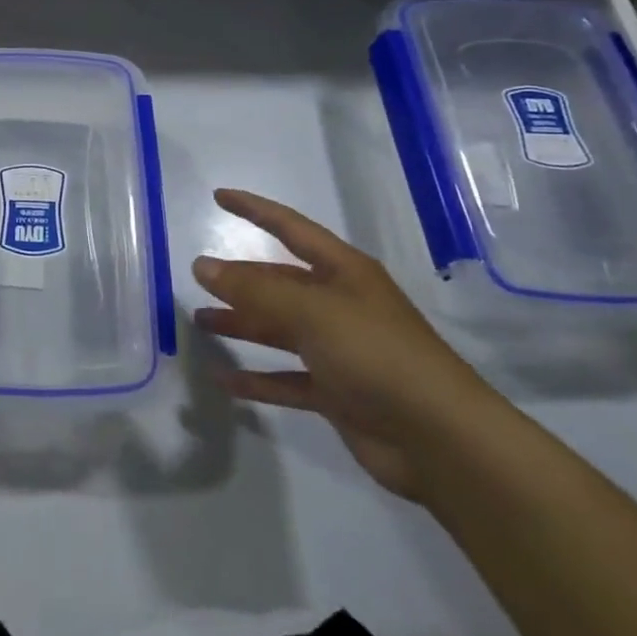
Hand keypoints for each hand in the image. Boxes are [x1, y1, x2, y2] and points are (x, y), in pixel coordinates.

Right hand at [191, 188, 504, 499]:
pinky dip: (256, 379)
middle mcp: (340, 305)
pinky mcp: (336, 393)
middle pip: (280, 283)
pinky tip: (224, 380)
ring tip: (200, 322)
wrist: (439, 439)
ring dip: (241, 325)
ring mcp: (339, 350)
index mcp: (343, 273)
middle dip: (240, 279)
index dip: (255, 209)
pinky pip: (285, 380)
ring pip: (279, 329)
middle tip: (196, 277)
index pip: (290, 229)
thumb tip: (202, 266)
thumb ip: (254, 289)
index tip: (219, 196)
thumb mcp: (312, 311)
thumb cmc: (376, 354)